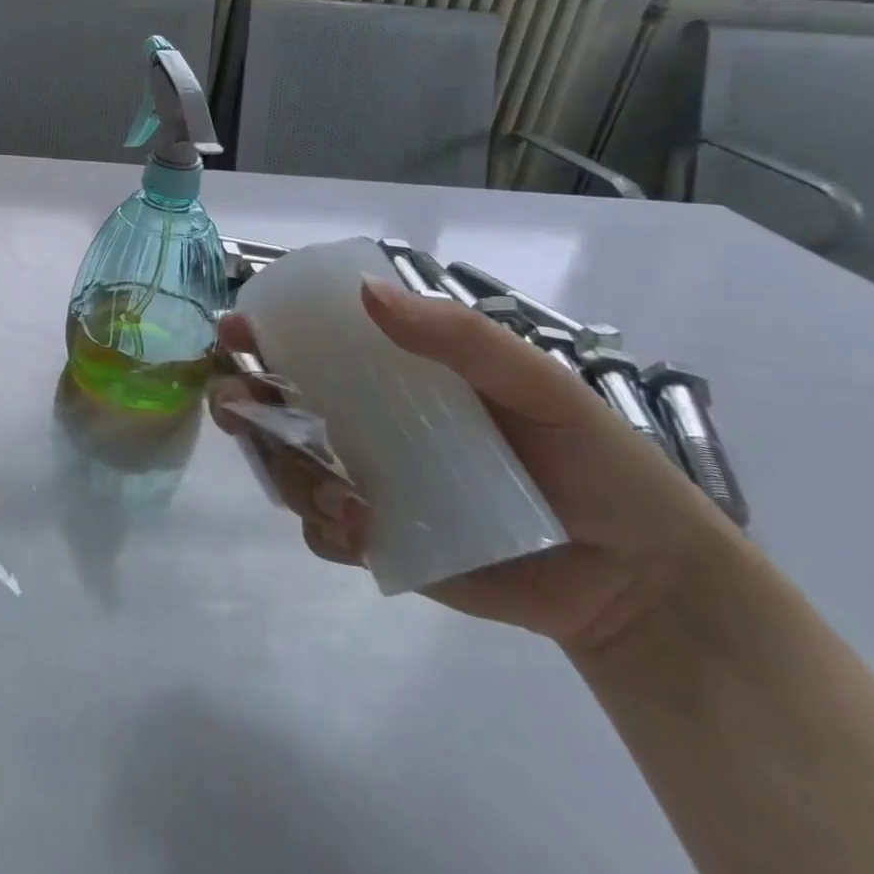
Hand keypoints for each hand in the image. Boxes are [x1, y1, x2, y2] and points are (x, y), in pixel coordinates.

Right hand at [211, 279, 743, 652]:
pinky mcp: (375, 539)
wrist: (640, 582)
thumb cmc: (593, 463)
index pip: (306, 345)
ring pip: (285, 466)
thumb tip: (366, 292)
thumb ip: (459, 337)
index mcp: (391, 378)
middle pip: (273, 404)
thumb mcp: (538, 384)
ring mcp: (363, 481)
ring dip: (286, 472)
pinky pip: (319, 529)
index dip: (259, 334)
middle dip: (239, 403)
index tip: (233, 333)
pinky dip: (325, 527)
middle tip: (238, 408)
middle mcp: (362, 424)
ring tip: (339, 496)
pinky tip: (363, 529)